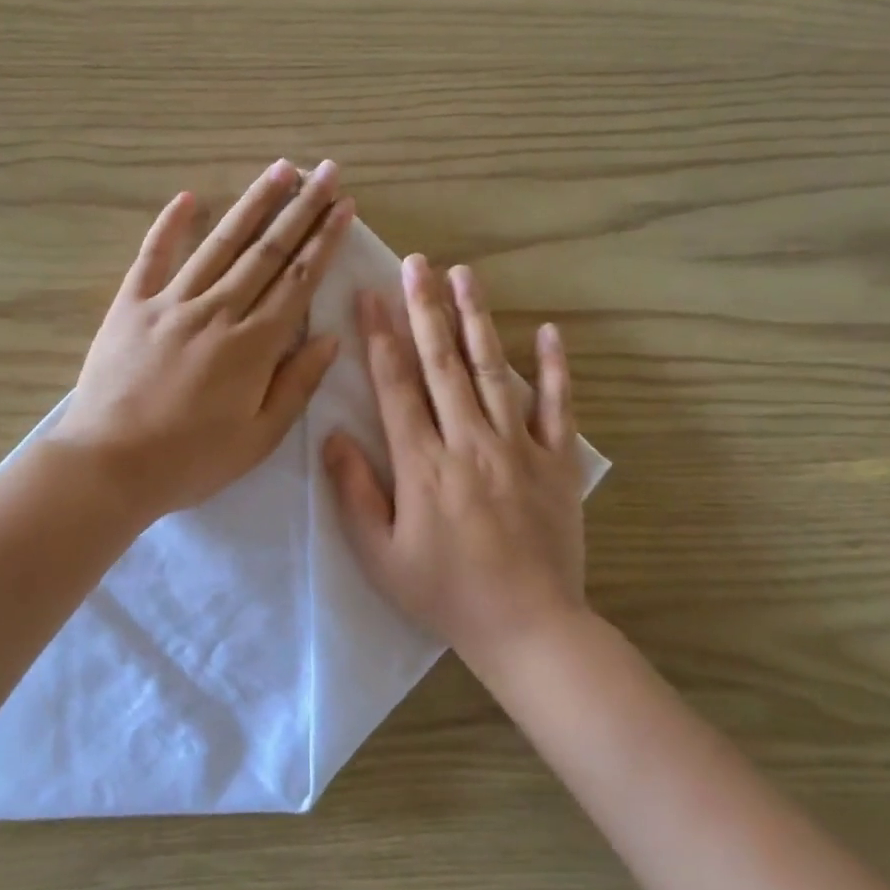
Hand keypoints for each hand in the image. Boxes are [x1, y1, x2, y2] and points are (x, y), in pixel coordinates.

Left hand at [52, 159, 354, 520]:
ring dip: (252, 204)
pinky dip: (170, 225)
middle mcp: (217, 311)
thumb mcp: (259, 437)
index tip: (343, 206)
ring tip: (279, 170)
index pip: (298, 280)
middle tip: (324, 171)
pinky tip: (189, 198)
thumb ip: (297, 384)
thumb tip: (330, 338)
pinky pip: (153, 256)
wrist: (109, 466)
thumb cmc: (191, 460)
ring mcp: (171, 303)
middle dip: (300, 208)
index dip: (324, 240)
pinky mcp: (131, 306)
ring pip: (220, 244)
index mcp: (253, 345)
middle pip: (266, 251)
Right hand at [323, 255, 586, 668]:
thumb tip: (332, 435)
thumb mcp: (380, 555)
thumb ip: (355, 492)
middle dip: (425, 308)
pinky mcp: (557, 461)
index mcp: (423, 464)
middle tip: (416, 263)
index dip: (380, 336)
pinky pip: (558, 406)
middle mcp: (469, 442)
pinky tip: (548, 331)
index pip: (396, 386)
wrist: (527, 626)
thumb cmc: (444, 594)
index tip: (369, 295)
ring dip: (477, 320)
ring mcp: (518, 447)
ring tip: (465, 275)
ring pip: (494, 370)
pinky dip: (554, 367)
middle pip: (443, 363)